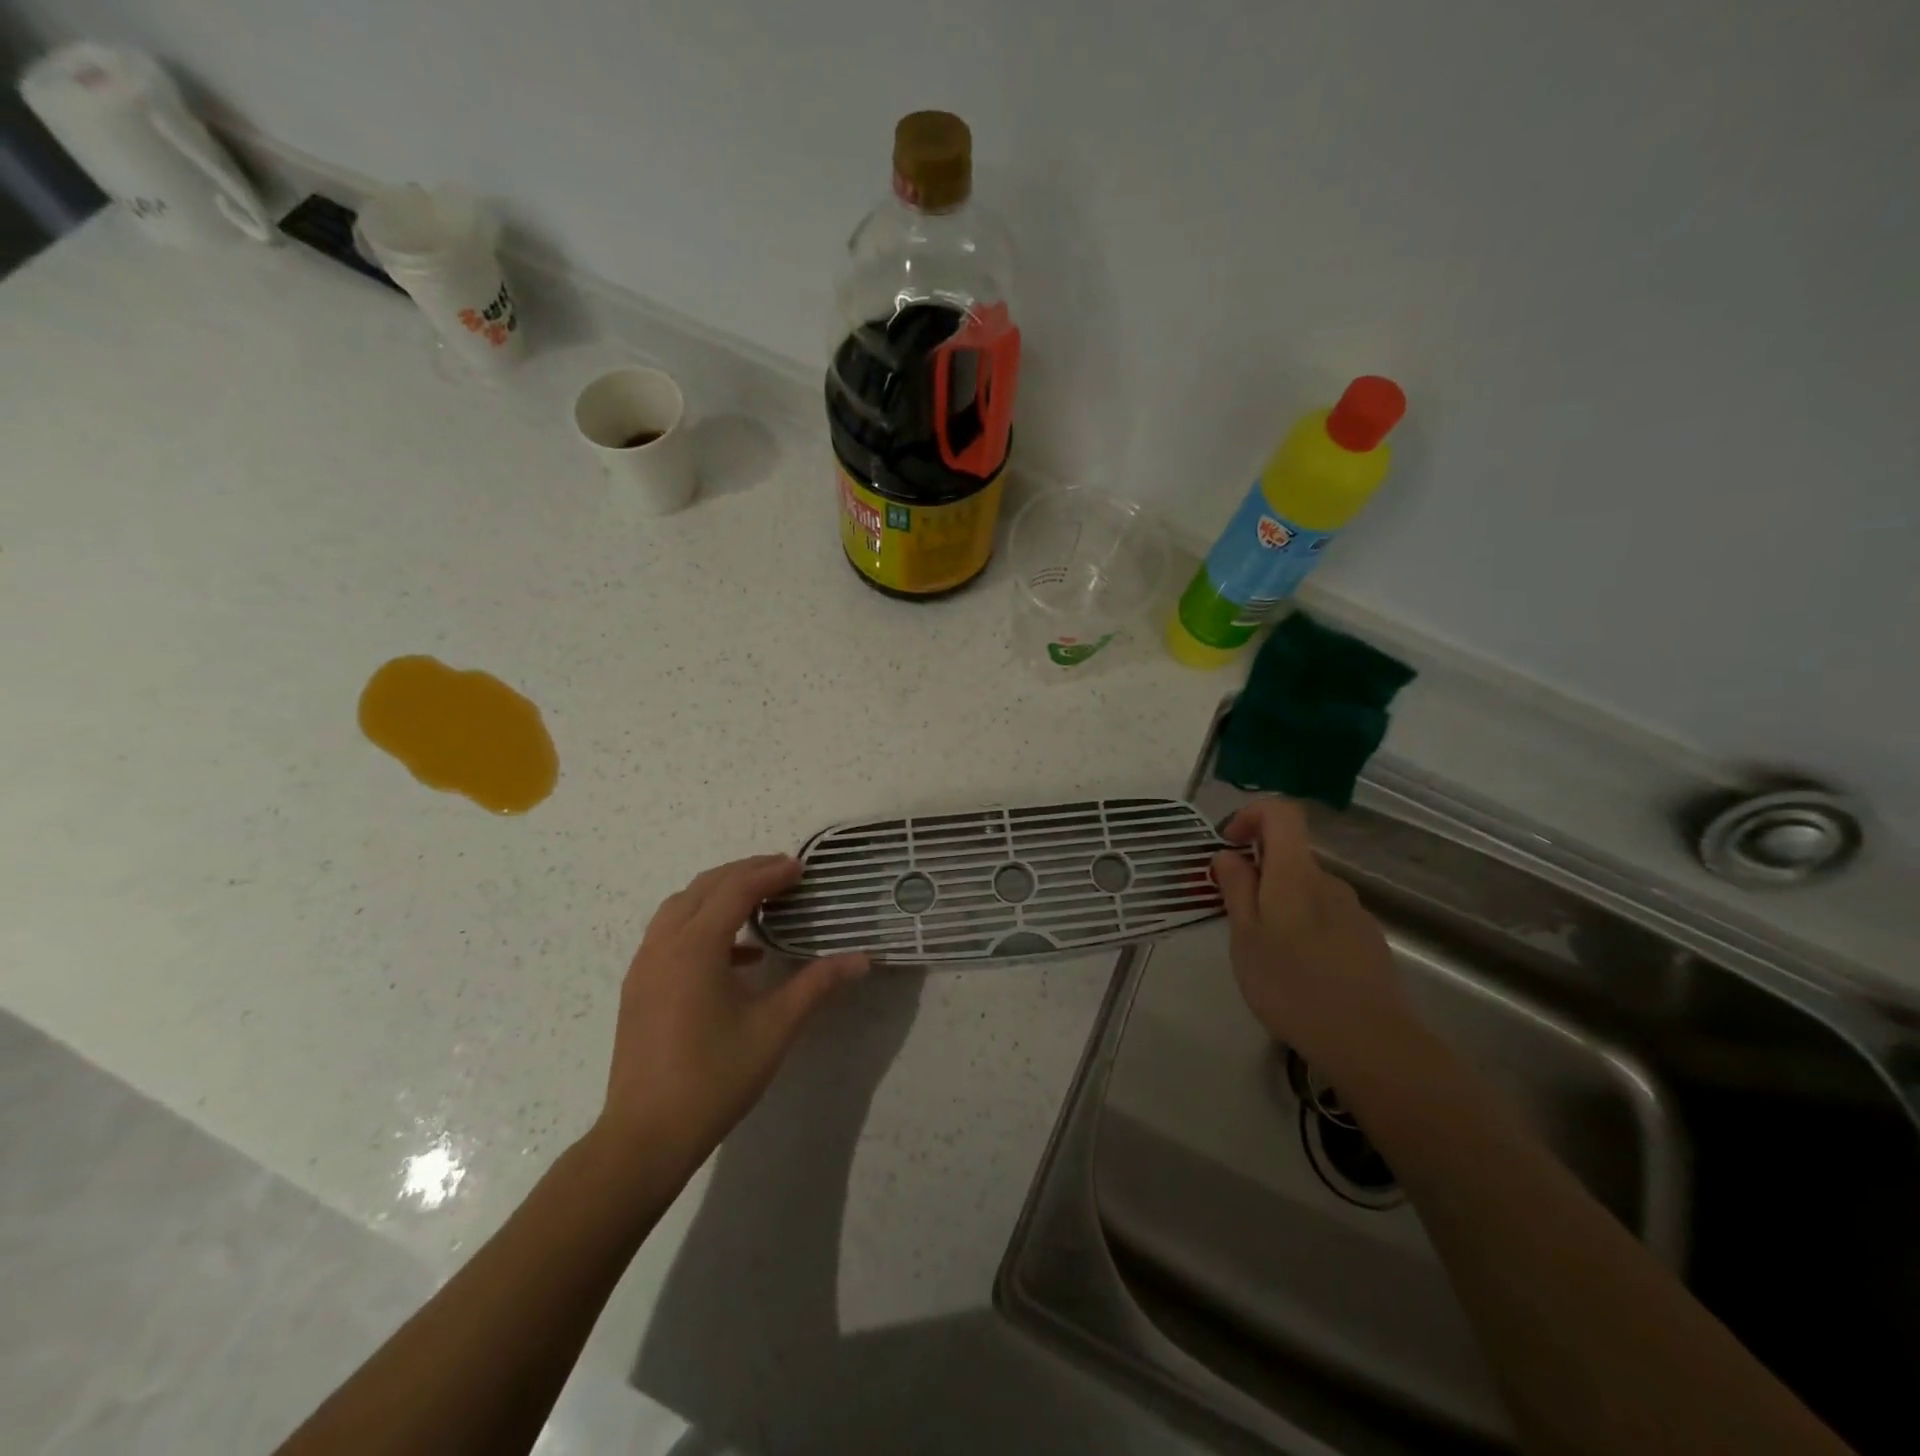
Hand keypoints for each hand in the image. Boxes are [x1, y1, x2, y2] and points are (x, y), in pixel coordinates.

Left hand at [598, 854, 869, 1171]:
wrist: (645, 1137)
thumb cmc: (714, 1078)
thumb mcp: (775, 1028)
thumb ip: (818, 985)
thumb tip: (862, 959)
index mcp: (696, 947)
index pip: (736, 889)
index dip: (770, 873)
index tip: (802, 868)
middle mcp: (664, 944)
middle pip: (705, 887)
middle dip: (745, 872)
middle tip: (784, 874)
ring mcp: (645, 965)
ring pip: (681, 906)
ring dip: (720, 894)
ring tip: (760, 902)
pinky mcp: (638, 987)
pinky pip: (670, 934)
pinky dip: (702, 925)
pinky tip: (738, 956)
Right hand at [1211, 798, 1413, 1076]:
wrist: (1369, 1041)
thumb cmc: (1291, 985)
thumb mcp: (1245, 937)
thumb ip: (1236, 888)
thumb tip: (1228, 854)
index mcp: (1295, 873)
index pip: (1281, 813)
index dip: (1250, 815)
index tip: (1228, 845)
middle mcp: (1328, 881)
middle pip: (1290, 854)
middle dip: (1258, 872)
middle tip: (1234, 914)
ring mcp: (1352, 911)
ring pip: (1305, 889)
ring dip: (1279, 903)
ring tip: (1263, 951)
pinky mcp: (1366, 939)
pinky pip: (1324, 915)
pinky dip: (1302, 926)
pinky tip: (1297, 970)